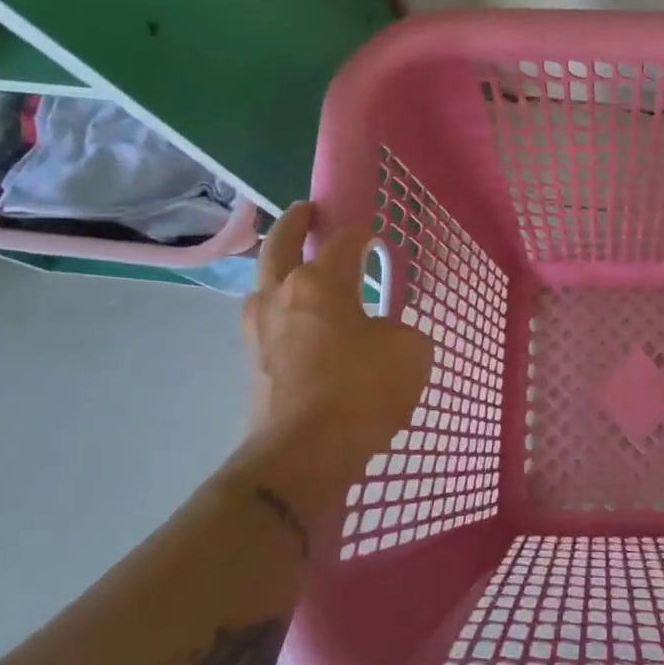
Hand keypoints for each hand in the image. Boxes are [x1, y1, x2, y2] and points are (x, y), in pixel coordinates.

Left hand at [241, 204, 432, 474]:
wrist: (304, 453)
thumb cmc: (362, 390)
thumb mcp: (410, 351)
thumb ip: (400, 330)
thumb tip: (382, 334)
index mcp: (320, 282)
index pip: (341, 241)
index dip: (360, 232)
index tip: (371, 232)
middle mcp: (281, 295)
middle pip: (280, 243)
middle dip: (295, 223)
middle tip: (307, 211)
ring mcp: (259, 330)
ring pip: (263, 283)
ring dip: (278, 268)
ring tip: (297, 271)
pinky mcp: (252, 364)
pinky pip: (265, 321)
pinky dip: (280, 309)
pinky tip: (297, 324)